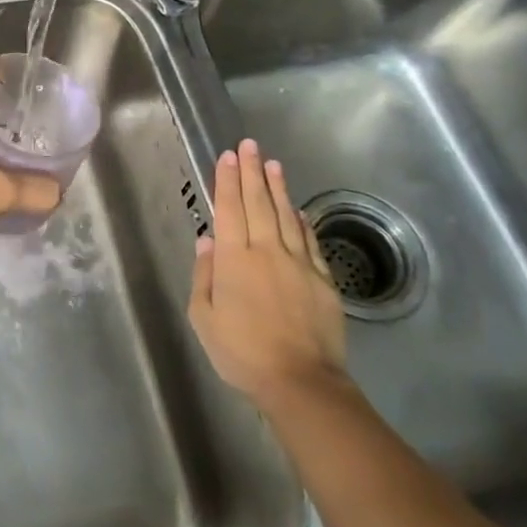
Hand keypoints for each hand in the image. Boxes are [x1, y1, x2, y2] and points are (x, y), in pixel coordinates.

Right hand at [188, 139, 347, 408]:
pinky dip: (303, 221)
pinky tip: (298, 209)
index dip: (227, 180)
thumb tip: (207, 240)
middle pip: (258, 203)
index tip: (228, 156)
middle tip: (250, 145)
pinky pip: (310, 241)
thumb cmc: (241, 352)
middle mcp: (266, 251)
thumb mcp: (204, 317)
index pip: (229, 209)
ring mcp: (299, 263)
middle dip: (253, 172)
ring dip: (278, 188)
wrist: (300, 381)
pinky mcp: (323, 279)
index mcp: (234, 259)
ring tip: (274, 164)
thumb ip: (204, 275)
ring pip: (286, 216)